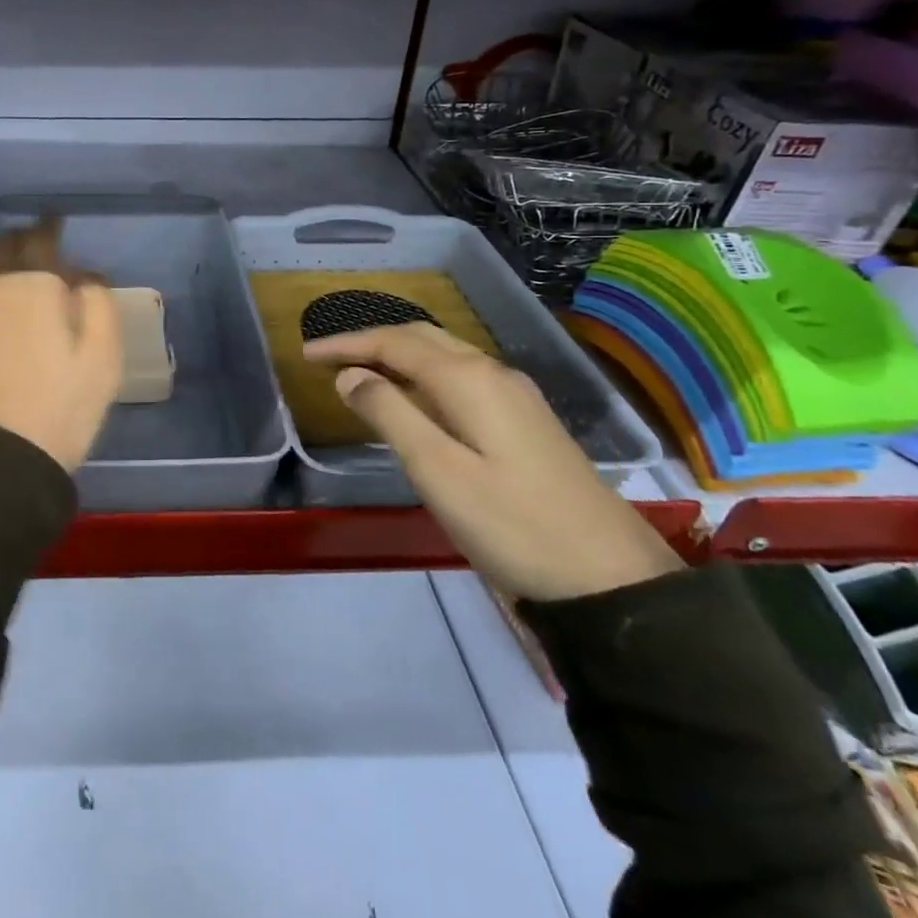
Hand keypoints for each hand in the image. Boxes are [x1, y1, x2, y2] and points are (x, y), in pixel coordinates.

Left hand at [0, 220, 122, 472]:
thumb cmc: (57, 409)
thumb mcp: (102, 359)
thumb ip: (97, 304)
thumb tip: (82, 277)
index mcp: (31, 283)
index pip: (40, 239)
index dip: (51, 228)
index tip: (57, 224)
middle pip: (2, 248)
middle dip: (21, 241)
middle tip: (36, 245)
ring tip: (5, 269)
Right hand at [303, 323, 681, 601]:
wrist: (610, 579)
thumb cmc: (513, 525)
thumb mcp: (437, 472)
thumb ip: (389, 415)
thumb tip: (350, 377)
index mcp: (470, 380)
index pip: (395, 343)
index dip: (348, 345)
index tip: (307, 355)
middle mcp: (494, 374)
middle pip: (423, 338)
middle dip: (372, 341)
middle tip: (328, 358)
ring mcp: (516, 397)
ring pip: (446, 355)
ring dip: (399, 355)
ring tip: (361, 372)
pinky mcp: (526, 422)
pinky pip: (462, 378)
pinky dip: (424, 376)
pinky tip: (414, 400)